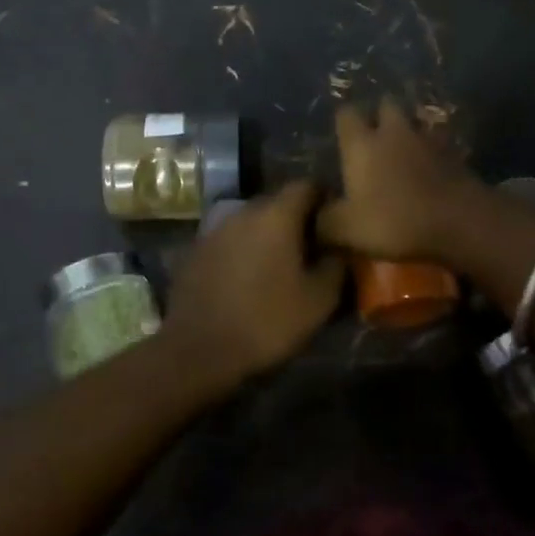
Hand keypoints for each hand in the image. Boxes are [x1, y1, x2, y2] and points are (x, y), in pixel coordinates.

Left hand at [163, 181, 344, 387]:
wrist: (197, 350)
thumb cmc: (266, 321)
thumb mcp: (318, 300)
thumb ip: (335, 265)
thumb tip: (339, 248)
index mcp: (276, 215)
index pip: (306, 185)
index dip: (324, 198)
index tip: (335, 221)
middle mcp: (243, 211)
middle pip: (277, 202)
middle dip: (296, 219)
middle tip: (312, 247)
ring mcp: (214, 229)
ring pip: (251, 222)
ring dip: (267, 236)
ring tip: (280, 266)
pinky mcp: (195, 251)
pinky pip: (229, 241)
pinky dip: (243, 251)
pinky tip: (248, 280)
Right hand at [317, 97, 483, 262]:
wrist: (461, 220)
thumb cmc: (395, 220)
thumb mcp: (346, 230)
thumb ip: (323, 221)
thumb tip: (310, 216)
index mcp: (362, 143)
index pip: (346, 114)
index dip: (343, 122)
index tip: (341, 137)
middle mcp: (393, 131)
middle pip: (385, 105)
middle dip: (379, 116)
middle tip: (373, 138)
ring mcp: (428, 139)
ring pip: (414, 122)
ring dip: (408, 132)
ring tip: (403, 152)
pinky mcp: (454, 153)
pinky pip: (437, 143)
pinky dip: (431, 151)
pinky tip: (429, 169)